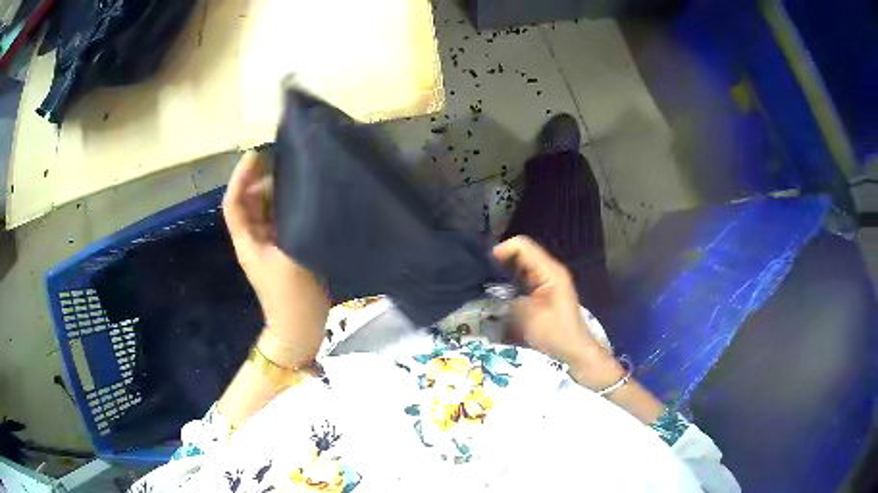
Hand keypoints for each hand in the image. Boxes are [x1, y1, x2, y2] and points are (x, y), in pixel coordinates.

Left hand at [223, 151, 329, 366]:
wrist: (300, 328)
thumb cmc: (292, 296)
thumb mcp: (291, 259)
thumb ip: (292, 225)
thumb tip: (300, 194)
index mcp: (247, 240)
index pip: (234, 202)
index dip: (240, 177)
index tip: (257, 155)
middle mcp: (254, 239)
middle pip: (250, 201)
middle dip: (261, 179)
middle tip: (284, 160)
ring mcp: (270, 245)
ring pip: (267, 209)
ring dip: (276, 191)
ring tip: (298, 175)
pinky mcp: (286, 250)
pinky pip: (282, 220)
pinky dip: (289, 207)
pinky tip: (307, 199)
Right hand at [493, 236, 623, 389]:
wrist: (575, 351)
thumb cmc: (555, 334)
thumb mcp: (527, 316)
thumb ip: (508, 299)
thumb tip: (491, 290)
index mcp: (549, 271)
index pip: (522, 246)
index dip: (501, 250)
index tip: (483, 265)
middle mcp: (549, 270)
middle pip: (521, 252)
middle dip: (500, 259)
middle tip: (480, 272)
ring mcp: (548, 279)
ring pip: (522, 265)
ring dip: (505, 270)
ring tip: (484, 281)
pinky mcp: (545, 290)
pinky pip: (525, 277)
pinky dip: (511, 280)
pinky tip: (498, 291)